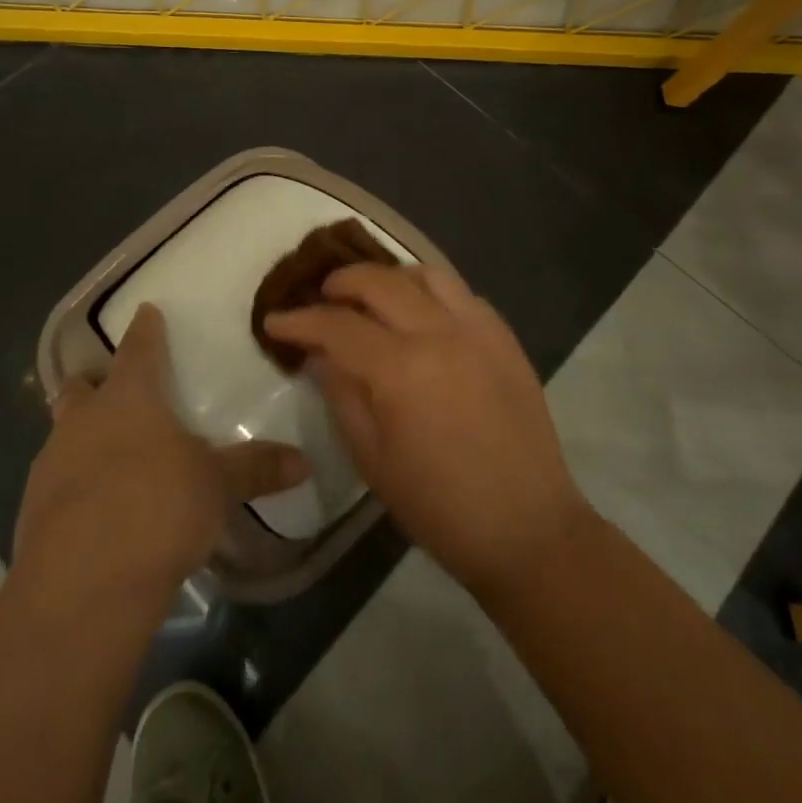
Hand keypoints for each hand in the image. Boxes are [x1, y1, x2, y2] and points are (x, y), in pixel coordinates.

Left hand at [14, 305, 308, 605]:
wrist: (82, 586)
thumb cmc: (157, 508)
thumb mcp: (217, 487)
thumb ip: (256, 469)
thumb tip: (304, 460)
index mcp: (128, 398)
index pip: (137, 348)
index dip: (145, 329)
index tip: (147, 311)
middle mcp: (83, 420)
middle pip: (81, 386)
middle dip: (95, 382)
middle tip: (115, 389)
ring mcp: (50, 465)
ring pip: (63, 433)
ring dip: (82, 435)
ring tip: (111, 455)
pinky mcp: (31, 512)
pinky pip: (54, 482)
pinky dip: (73, 485)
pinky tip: (97, 508)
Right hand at [265, 263, 591, 597]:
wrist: (526, 527)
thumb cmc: (439, 506)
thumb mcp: (371, 459)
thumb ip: (341, 395)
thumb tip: (321, 354)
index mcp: (401, 369)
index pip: (337, 325)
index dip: (300, 320)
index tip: (275, 320)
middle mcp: (440, 333)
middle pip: (379, 282)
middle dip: (340, 283)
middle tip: (321, 299)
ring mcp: (479, 330)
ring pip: (426, 274)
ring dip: (390, 279)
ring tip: (373, 299)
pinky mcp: (506, 338)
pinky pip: (462, 294)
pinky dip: (432, 293)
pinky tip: (422, 317)